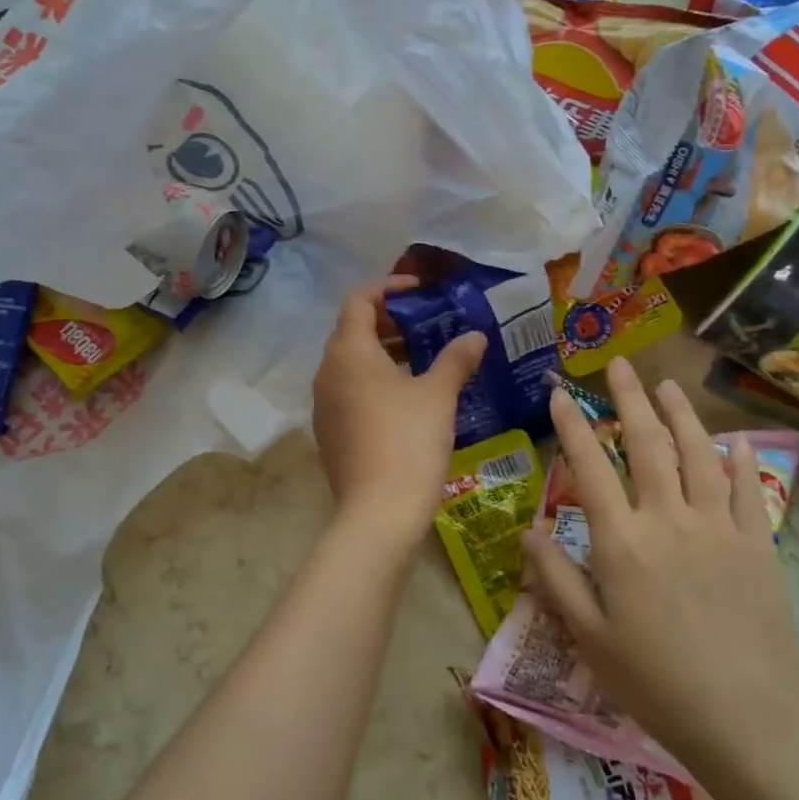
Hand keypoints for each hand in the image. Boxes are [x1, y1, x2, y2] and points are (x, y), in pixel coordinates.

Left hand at [312, 276, 485, 550]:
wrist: (377, 512)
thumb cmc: (408, 440)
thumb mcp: (439, 395)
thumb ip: (456, 359)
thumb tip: (475, 337)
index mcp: (349, 352)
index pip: (359, 301)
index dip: (388, 288)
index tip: (419, 290)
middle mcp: (327, 372)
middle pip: (352, 331)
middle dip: (387, 322)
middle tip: (425, 324)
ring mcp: (323, 405)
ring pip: (350, 364)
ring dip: (381, 353)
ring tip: (420, 359)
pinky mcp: (328, 432)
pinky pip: (348, 391)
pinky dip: (373, 381)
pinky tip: (405, 398)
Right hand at [524, 357, 798, 786]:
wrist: (748, 722)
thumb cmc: (655, 682)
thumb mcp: (588, 637)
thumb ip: (555, 578)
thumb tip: (527, 530)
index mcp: (622, 541)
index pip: (591, 467)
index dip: (573, 426)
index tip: (561, 393)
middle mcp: (669, 520)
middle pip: (648, 444)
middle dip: (630, 399)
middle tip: (619, 364)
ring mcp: (718, 528)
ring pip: (698, 455)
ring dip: (681, 414)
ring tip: (668, 384)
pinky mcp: (757, 546)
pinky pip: (747, 491)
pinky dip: (740, 460)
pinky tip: (735, 439)